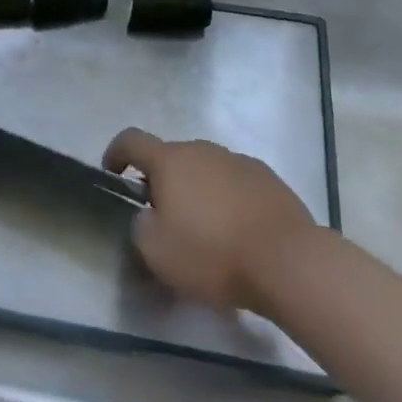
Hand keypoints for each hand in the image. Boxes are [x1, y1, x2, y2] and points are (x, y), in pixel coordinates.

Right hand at [102, 128, 320, 312]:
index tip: (112, 172)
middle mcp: (202, 150)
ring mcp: (238, 160)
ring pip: (206, 169)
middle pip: (172, 157)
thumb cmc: (213, 254)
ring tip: (206, 229)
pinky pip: (235, 183)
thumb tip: (148, 216)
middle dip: (163, 181)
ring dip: (198, 190)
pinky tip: (238, 231)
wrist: (289, 262)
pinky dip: (228, 199)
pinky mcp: (268, 178)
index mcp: (170, 160)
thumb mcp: (157, 252)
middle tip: (164, 217)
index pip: (131, 140)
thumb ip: (141, 227)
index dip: (116, 152)